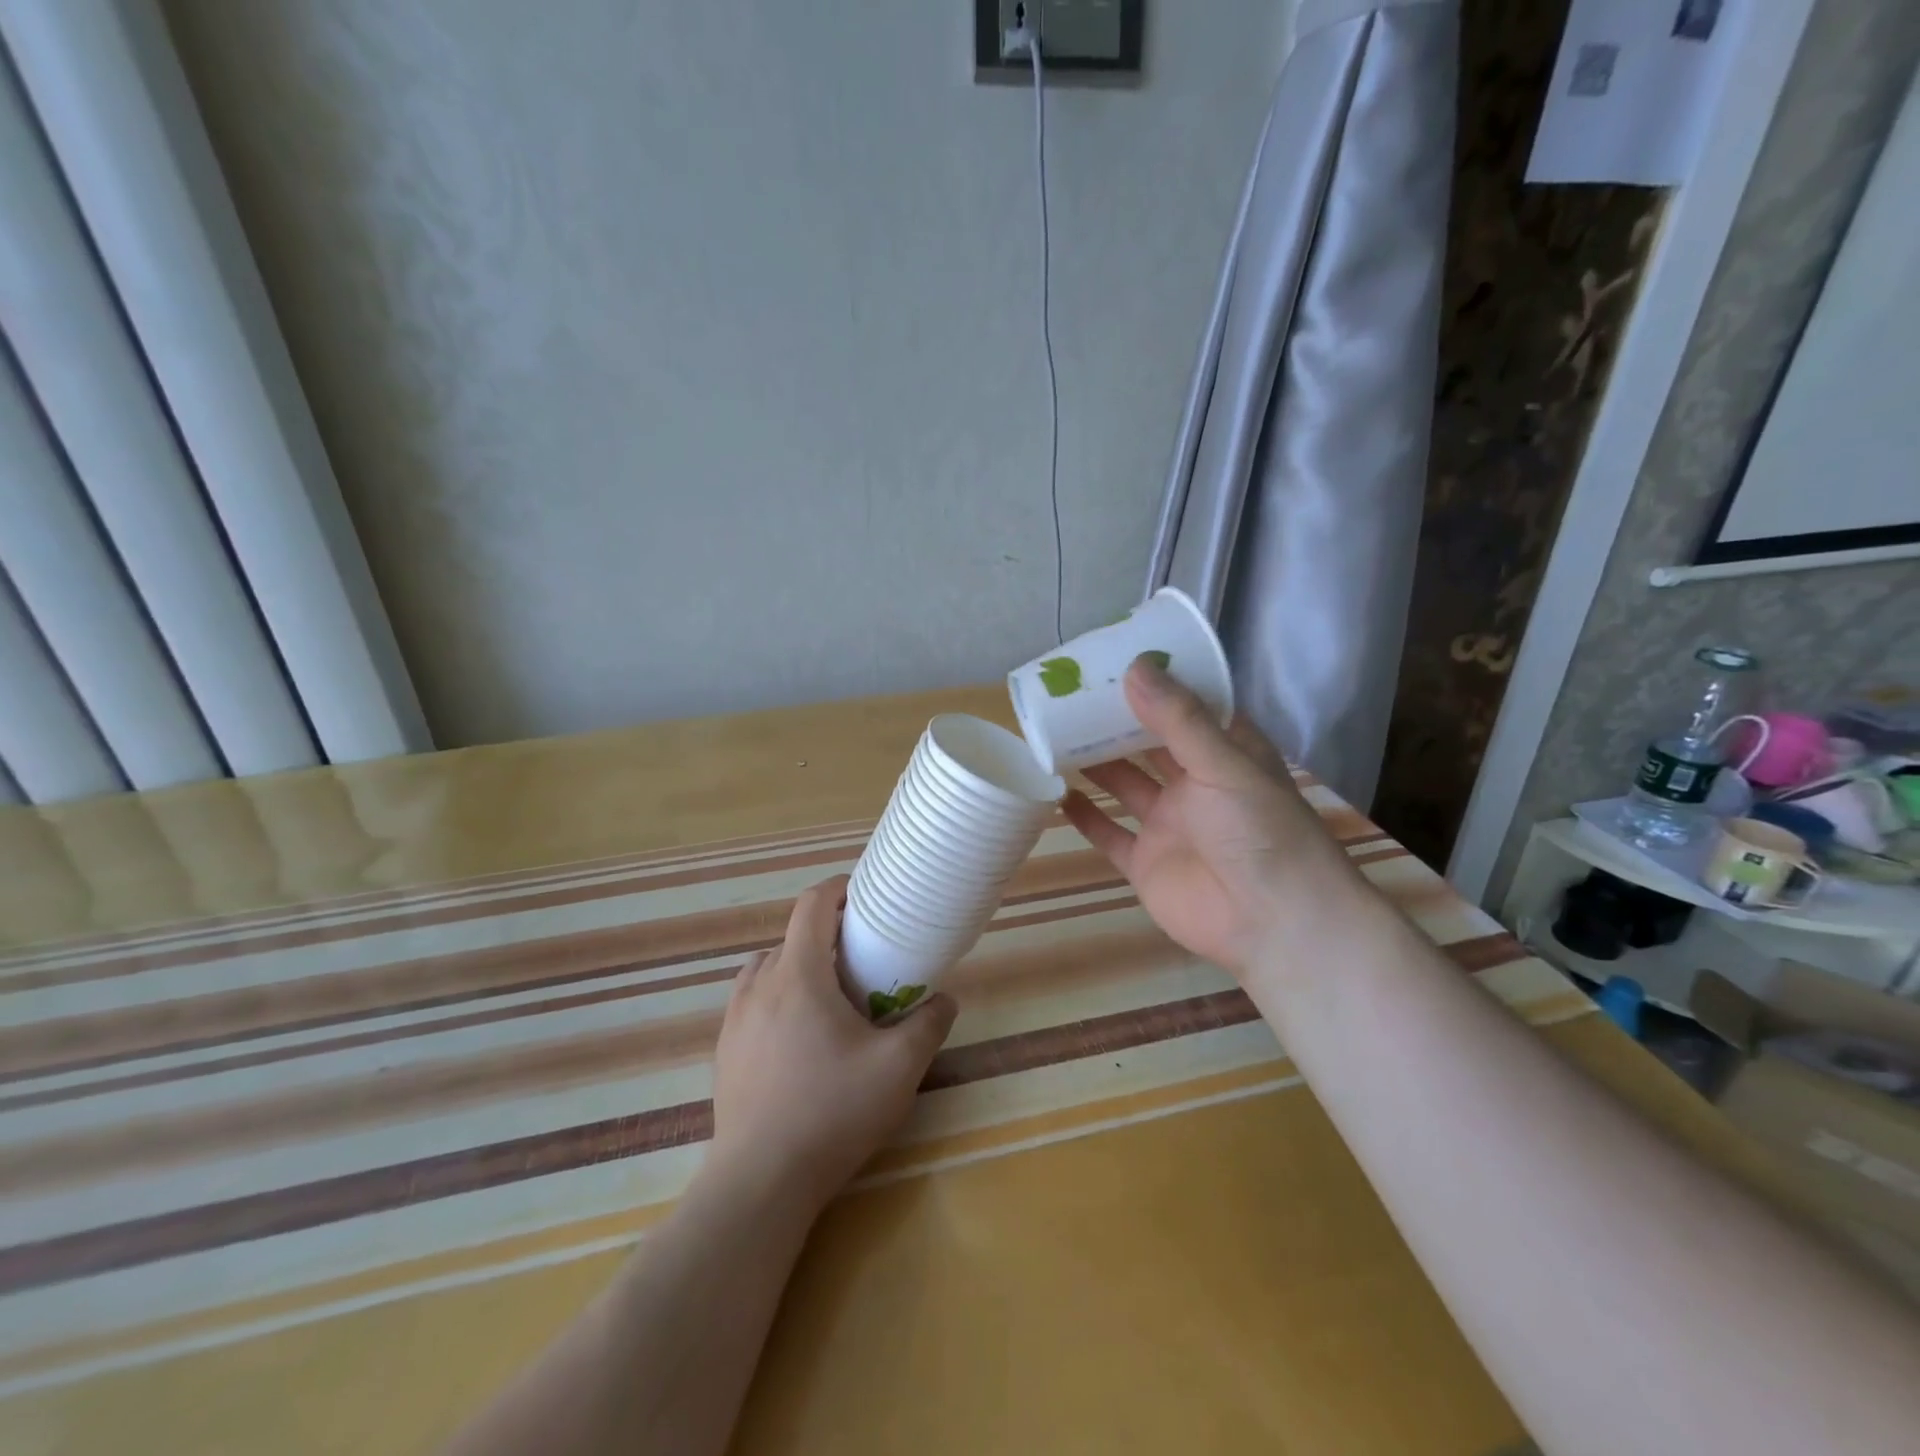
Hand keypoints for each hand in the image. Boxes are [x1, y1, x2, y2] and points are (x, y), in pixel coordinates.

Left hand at [708, 877, 957, 1214]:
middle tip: (863, 957)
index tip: (865, 895)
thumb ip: (928, 1025)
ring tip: (829, 995)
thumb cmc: (832, 1112)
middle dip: (828, 935)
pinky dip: (777, 996)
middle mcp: (760, 984)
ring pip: (769, 968)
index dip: (839, 889)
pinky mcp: (725, 1050)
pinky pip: (752, 1000)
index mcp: (798, 974)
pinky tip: (799, 1036)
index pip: (812, 905)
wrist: (759, 1181)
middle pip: (793, 937)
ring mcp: (735, 1018)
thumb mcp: (898, 1069)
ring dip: (799, 965)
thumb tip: (943, 999)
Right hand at [1063, 659, 1362, 979]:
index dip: (1159, 685)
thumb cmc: (1260, 831)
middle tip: (1073, 693)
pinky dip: (1085, 816)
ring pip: (1125, 785)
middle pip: (1150, 745)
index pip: (1190, 708)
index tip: (1119, 658)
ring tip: (1056, 733)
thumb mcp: (1224, 765)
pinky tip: (1057, 793)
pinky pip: (1109, 834)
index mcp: (1226, 755)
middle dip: (1117, 721)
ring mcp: (1170, 825)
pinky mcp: (1146, 863)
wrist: (1272, 923)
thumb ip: (1178, 720)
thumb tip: (1134, 667)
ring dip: (1096, 763)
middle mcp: (1197, 784)